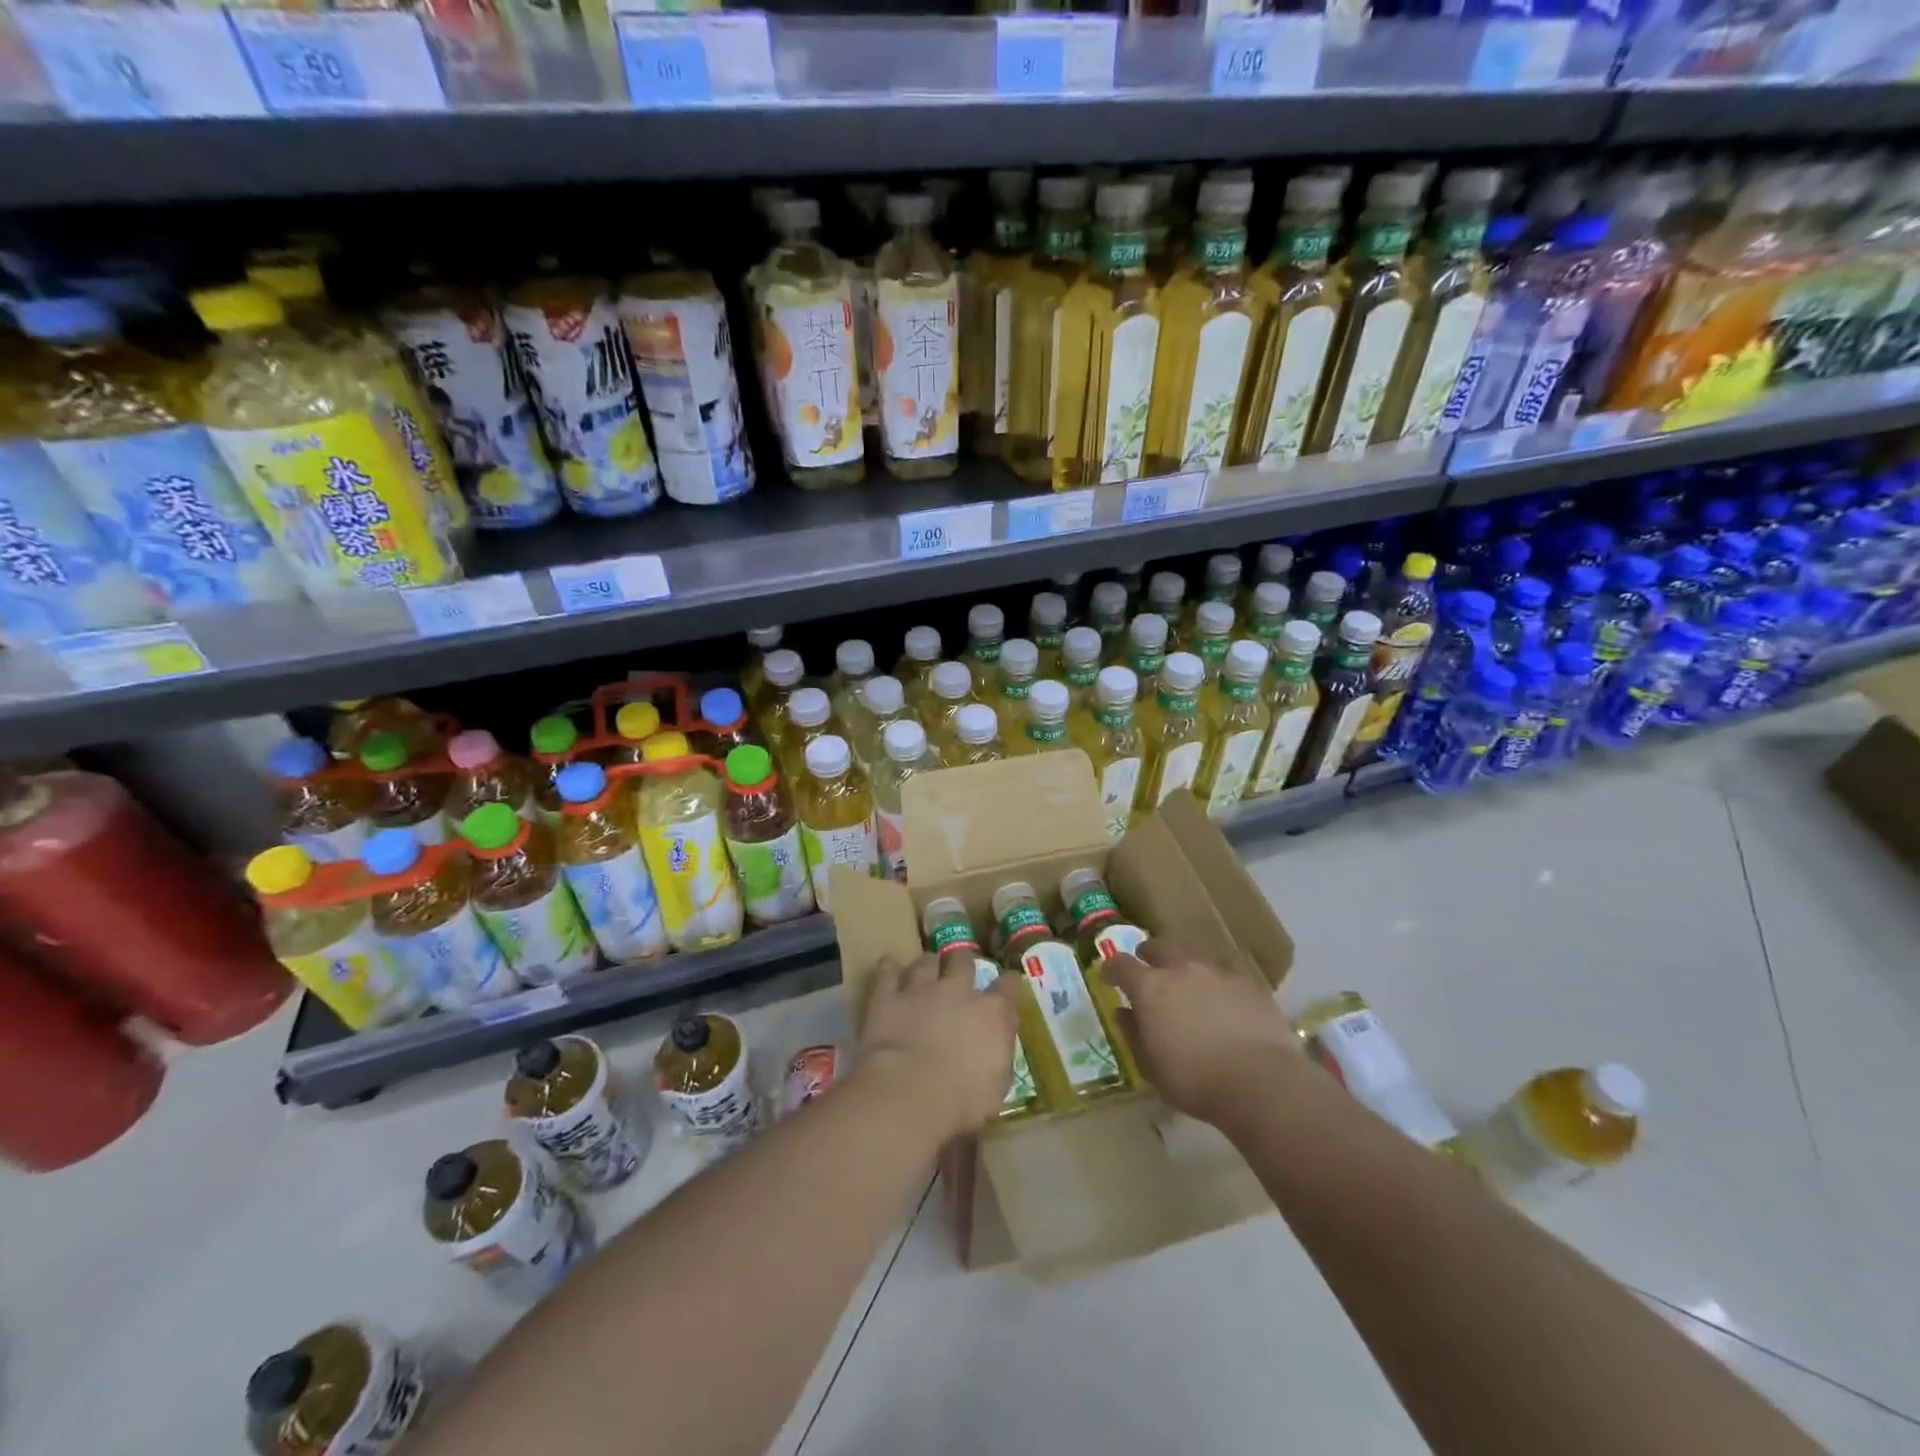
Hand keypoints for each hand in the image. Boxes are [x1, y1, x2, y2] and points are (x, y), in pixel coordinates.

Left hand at [859, 952, 1021, 1139]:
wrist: (909, 1094)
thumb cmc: (962, 1101)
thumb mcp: (996, 1086)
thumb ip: (998, 1054)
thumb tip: (997, 1043)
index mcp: (992, 1013)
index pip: (1008, 986)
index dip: (1010, 983)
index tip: (1009, 983)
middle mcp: (958, 990)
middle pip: (964, 961)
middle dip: (962, 963)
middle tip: (959, 971)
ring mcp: (921, 989)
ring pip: (926, 961)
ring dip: (927, 965)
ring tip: (925, 971)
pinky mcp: (888, 996)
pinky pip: (887, 972)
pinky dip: (889, 968)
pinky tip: (889, 967)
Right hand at [1103, 940, 1299, 1125]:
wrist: (1260, 1082)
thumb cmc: (1195, 1081)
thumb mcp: (1151, 1067)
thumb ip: (1134, 1034)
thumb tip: (1123, 1012)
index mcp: (1150, 988)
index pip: (1121, 965)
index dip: (1111, 968)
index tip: (1108, 976)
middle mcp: (1180, 969)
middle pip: (1158, 947)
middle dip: (1149, 956)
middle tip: (1149, 970)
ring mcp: (1216, 971)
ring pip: (1193, 955)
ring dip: (1185, 966)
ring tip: (1189, 984)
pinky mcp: (1248, 980)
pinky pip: (1226, 970)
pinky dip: (1218, 978)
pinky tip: (1224, 994)